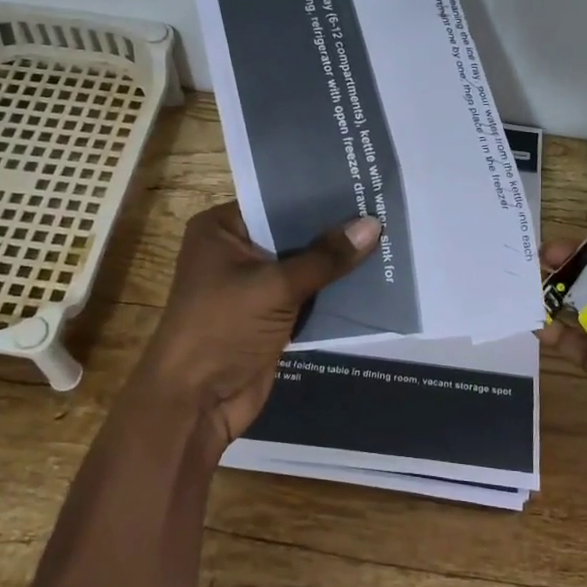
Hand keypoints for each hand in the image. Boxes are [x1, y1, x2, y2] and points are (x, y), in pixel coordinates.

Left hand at [135, 202, 380, 448]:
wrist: (196, 402)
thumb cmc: (222, 329)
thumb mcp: (275, 287)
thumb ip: (325, 258)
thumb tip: (374, 225)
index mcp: (221, 229)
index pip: (276, 201)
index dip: (318, 195)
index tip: (362, 183)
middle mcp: (236, 251)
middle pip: (292, 233)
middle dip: (335, 229)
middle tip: (384, 208)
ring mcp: (253, 286)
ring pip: (304, 265)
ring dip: (338, 261)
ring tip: (390, 237)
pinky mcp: (270, 316)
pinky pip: (308, 295)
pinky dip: (334, 291)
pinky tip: (374, 277)